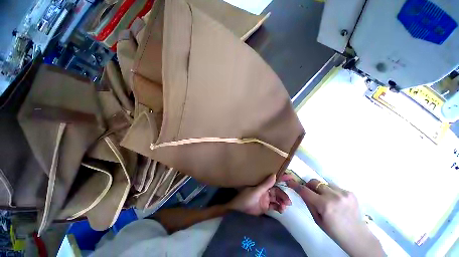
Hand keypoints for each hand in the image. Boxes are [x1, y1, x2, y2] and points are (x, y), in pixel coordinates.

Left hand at [227, 174, 290, 215]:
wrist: (238, 211)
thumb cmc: (245, 198)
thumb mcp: (256, 191)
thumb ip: (266, 184)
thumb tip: (274, 174)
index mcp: (262, 185)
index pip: (273, 180)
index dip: (282, 178)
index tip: (291, 177)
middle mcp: (265, 190)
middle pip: (277, 191)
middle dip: (283, 195)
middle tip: (288, 202)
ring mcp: (265, 198)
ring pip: (277, 199)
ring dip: (282, 202)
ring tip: (284, 207)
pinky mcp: (265, 207)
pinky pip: (274, 206)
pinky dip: (279, 208)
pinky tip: (281, 210)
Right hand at [285, 178, 384, 256]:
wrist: (358, 236)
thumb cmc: (334, 231)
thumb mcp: (317, 219)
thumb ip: (308, 203)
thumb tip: (301, 191)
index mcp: (324, 205)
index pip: (304, 190)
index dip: (295, 185)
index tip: (289, 181)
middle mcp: (334, 196)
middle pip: (314, 182)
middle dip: (309, 186)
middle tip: (311, 193)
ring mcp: (344, 193)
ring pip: (324, 183)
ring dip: (321, 189)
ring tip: (326, 199)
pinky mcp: (350, 192)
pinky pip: (334, 187)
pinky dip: (331, 191)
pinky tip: (336, 201)